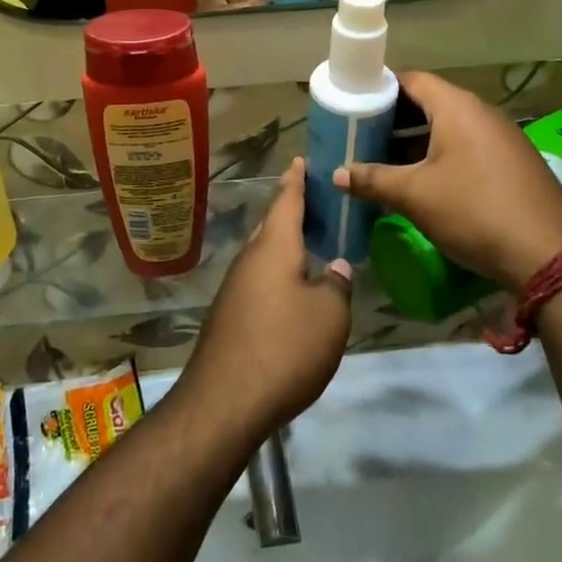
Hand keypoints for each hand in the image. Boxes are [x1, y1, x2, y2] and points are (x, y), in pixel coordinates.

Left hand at [176, 159, 351, 441]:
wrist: (226, 400)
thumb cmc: (284, 347)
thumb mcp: (329, 316)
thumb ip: (335, 286)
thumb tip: (333, 268)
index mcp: (273, 248)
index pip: (286, 201)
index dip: (296, 181)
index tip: (300, 160)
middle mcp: (249, 260)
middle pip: (271, 226)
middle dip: (289, 212)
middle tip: (312, 202)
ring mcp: (234, 288)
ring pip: (262, 255)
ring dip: (282, 246)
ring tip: (308, 245)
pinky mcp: (228, 316)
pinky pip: (257, 281)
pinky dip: (275, 275)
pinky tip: (290, 292)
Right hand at [334, 72, 561, 292]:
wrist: (548, 254)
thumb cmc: (473, 210)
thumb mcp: (415, 196)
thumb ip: (373, 179)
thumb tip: (337, 175)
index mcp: (457, 108)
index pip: (412, 80)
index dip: (380, 88)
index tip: (354, 104)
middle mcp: (482, 113)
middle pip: (430, 103)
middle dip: (394, 119)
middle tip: (361, 136)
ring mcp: (502, 138)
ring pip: (449, 128)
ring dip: (416, 141)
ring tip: (383, 160)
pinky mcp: (512, 163)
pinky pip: (468, 147)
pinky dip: (441, 156)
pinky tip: (422, 182)